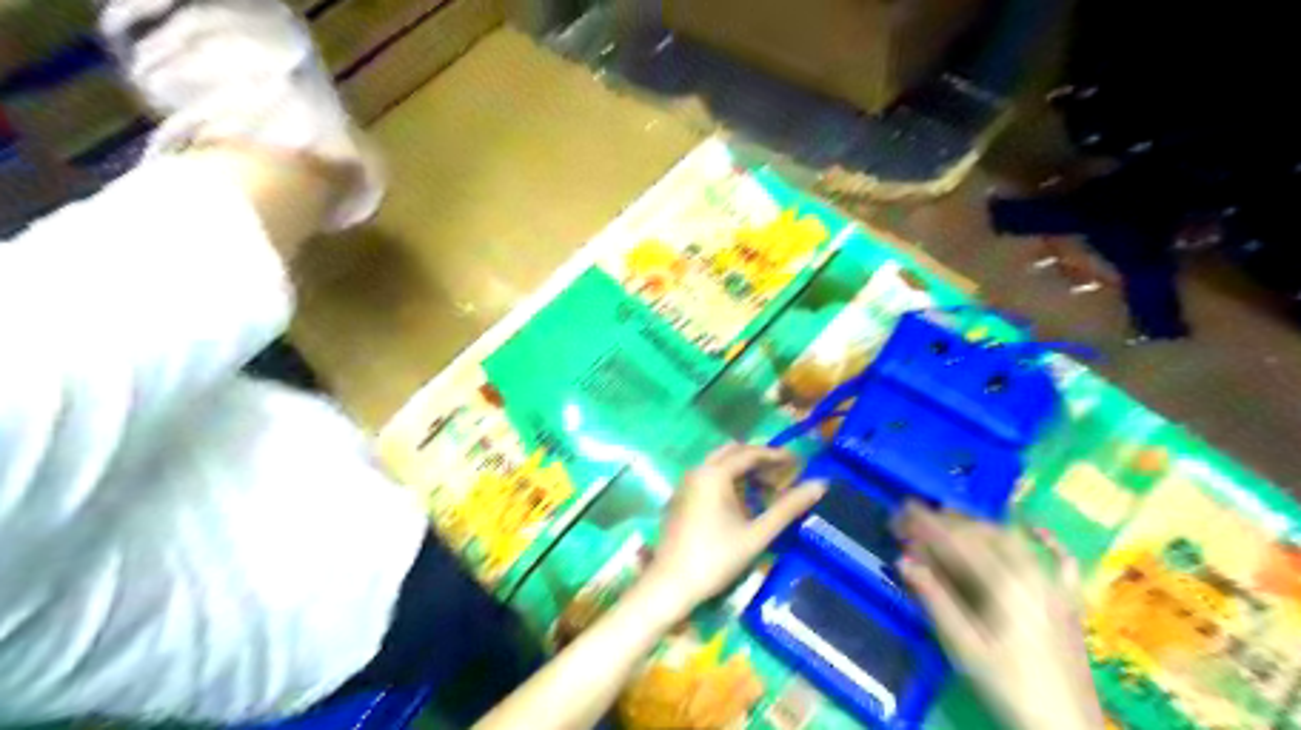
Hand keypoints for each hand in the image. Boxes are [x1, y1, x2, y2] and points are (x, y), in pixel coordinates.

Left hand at [644, 445, 827, 615]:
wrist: (670, 584)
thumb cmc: (716, 558)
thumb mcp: (757, 534)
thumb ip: (788, 508)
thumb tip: (820, 484)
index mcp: (714, 474)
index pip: (750, 453)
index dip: (777, 456)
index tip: (800, 463)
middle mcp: (697, 471)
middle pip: (733, 453)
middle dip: (759, 460)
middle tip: (784, 474)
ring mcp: (685, 484)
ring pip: (719, 465)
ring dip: (744, 471)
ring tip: (768, 489)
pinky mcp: (681, 499)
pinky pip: (709, 478)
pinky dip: (729, 481)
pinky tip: (743, 503)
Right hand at [901, 506, 1101, 729]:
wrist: (1066, 727)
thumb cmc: (1008, 687)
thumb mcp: (963, 647)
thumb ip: (934, 599)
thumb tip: (903, 560)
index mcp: (1002, 585)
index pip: (956, 541)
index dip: (926, 524)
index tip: (900, 511)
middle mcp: (1030, 575)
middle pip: (983, 533)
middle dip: (947, 521)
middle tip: (917, 519)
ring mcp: (1053, 586)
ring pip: (1013, 539)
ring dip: (979, 526)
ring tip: (952, 523)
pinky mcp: (1067, 602)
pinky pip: (1060, 562)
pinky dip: (1046, 542)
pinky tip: (1035, 529)